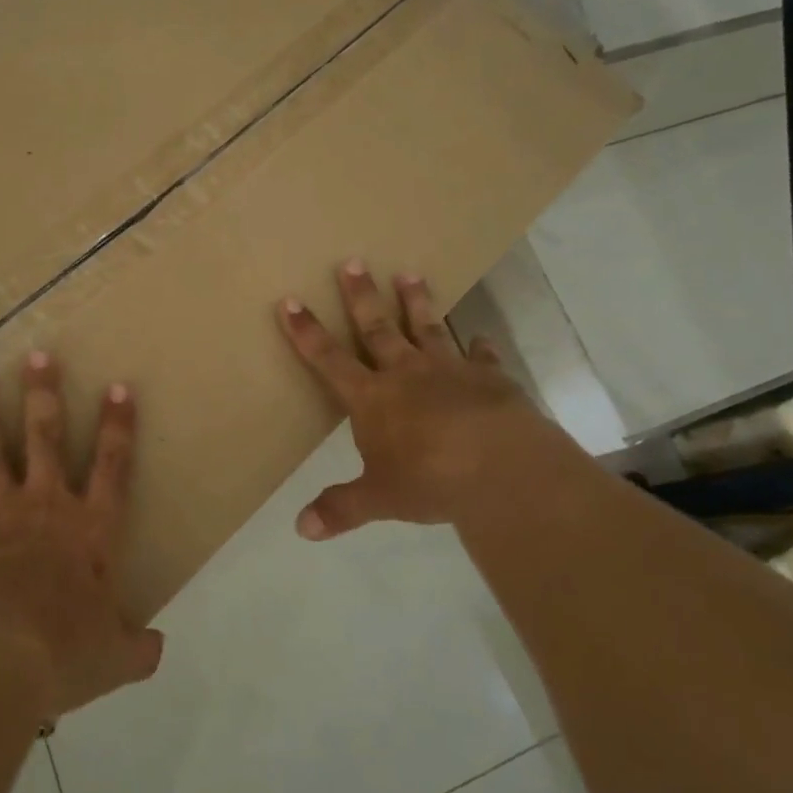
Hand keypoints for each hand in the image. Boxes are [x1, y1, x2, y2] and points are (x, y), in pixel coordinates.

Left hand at [0, 353, 164, 722]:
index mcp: (89, 529)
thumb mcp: (115, 657)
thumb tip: (157, 649)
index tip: (117, 387)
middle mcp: (44, 508)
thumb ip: (138, 648)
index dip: (118, 426)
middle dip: (44, 395)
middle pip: (45, 439)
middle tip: (38, 354)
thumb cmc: (63, 654)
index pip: (112, 466)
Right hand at [278, 259, 543, 538]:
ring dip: (417, 301)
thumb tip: (301, 530)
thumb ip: (340, 508)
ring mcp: (449, 370)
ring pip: (427, 327)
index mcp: (372, 398)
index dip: (307, 332)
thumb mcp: (379, 499)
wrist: (502, 468)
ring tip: (410, 273)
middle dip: (361, 297)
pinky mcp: (489, 377)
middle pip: (377, 328)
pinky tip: (480, 336)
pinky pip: (480, 356)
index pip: (329, 359)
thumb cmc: (430, 479)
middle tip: (353, 262)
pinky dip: (479, 347)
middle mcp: (406, 373)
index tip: (290, 300)